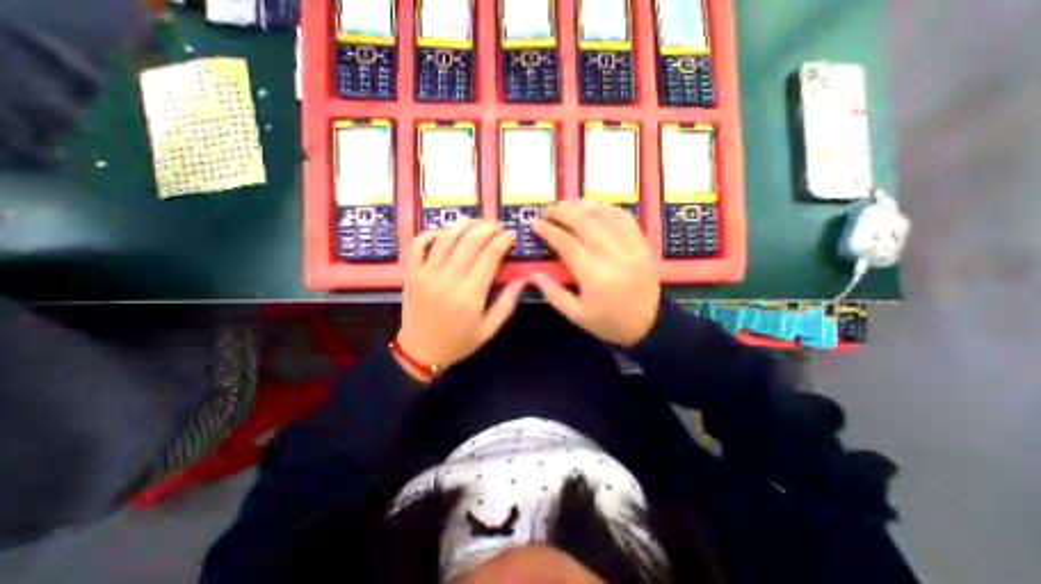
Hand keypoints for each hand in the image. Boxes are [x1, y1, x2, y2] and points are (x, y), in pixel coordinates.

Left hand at [399, 216, 528, 380]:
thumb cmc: (458, 342)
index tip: (512, 235)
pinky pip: (419, 243)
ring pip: (446, 237)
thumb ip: (507, 304)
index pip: (490, 256)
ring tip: (477, 222)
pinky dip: (432, 232)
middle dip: (488, 227)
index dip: (503, 240)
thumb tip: (523, 279)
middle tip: (498, 225)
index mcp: (470, 296)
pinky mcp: (412, 272)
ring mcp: (426, 273)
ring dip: (464, 224)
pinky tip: (445, 233)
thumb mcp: (488, 330)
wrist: (419, 351)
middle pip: (470, 241)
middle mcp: (448, 279)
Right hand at [530, 202, 657, 345]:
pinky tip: (596, 208)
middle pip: (585, 223)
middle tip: (549, 210)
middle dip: (564, 212)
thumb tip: (533, 273)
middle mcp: (612, 256)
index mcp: (593, 275)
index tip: (535, 223)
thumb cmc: (608, 322)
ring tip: (569, 205)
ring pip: (605, 217)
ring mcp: (630, 248)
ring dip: (584, 207)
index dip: (548, 231)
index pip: (566, 243)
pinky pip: (625, 220)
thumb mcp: (576, 315)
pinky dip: (609, 210)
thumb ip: (553, 293)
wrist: (648, 325)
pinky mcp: (642, 245)